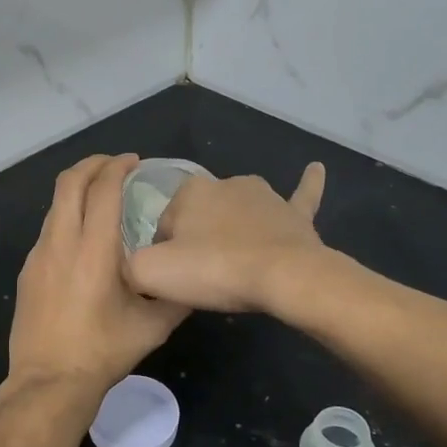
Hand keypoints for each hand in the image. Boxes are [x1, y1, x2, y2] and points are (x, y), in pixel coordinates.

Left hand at [7, 154, 188, 396]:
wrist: (49, 383)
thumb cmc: (103, 352)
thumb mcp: (153, 327)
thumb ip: (177, 296)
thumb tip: (193, 275)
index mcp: (94, 249)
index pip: (103, 189)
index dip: (118, 167)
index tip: (134, 162)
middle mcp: (61, 242)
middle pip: (69, 182)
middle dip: (92, 164)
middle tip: (115, 166)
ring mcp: (39, 255)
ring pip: (55, 204)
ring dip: (77, 189)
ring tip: (101, 197)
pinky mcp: (27, 271)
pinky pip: (48, 229)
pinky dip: (66, 216)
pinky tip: (83, 238)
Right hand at [124, 162, 327, 312]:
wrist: (283, 277)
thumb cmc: (214, 270)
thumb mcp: (150, 273)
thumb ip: (129, 265)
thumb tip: (135, 267)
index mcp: (189, 192)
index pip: (164, 225)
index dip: (166, 254)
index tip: (177, 277)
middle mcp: (225, 183)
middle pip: (200, 218)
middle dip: (198, 241)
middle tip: (206, 276)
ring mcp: (264, 196)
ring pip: (239, 210)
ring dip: (234, 227)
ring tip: (236, 261)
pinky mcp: (294, 213)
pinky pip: (301, 195)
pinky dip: (308, 183)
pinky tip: (316, 168)